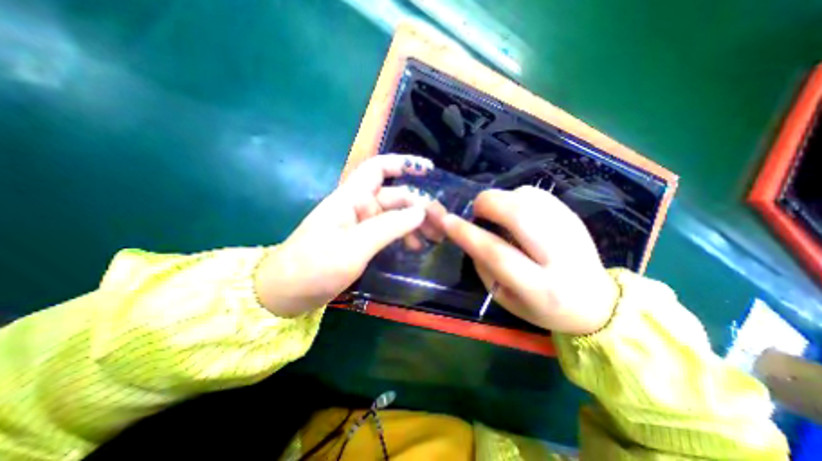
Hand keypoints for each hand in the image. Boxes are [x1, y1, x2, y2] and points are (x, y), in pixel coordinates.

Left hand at [257, 154, 435, 316]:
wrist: (287, 293)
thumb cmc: (315, 266)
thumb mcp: (355, 246)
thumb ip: (389, 226)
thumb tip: (421, 211)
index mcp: (351, 198)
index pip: (378, 168)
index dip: (403, 164)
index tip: (428, 170)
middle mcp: (357, 206)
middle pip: (394, 196)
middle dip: (418, 206)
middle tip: (440, 224)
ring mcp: (360, 224)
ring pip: (394, 215)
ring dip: (413, 223)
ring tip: (432, 239)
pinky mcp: (361, 241)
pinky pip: (388, 232)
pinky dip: (402, 236)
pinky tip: (414, 247)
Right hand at [439, 185, 619, 332]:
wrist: (594, 302)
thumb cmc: (542, 307)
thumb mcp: (505, 298)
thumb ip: (484, 266)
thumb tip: (469, 234)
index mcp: (540, 288)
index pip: (498, 254)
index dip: (467, 234)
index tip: (447, 220)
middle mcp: (560, 257)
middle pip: (519, 216)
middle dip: (488, 204)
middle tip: (476, 210)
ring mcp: (571, 231)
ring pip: (528, 198)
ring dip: (502, 199)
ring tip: (496, 214)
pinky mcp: (574, 217)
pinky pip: (537, 194)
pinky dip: (517, 197)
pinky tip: (515, 212)